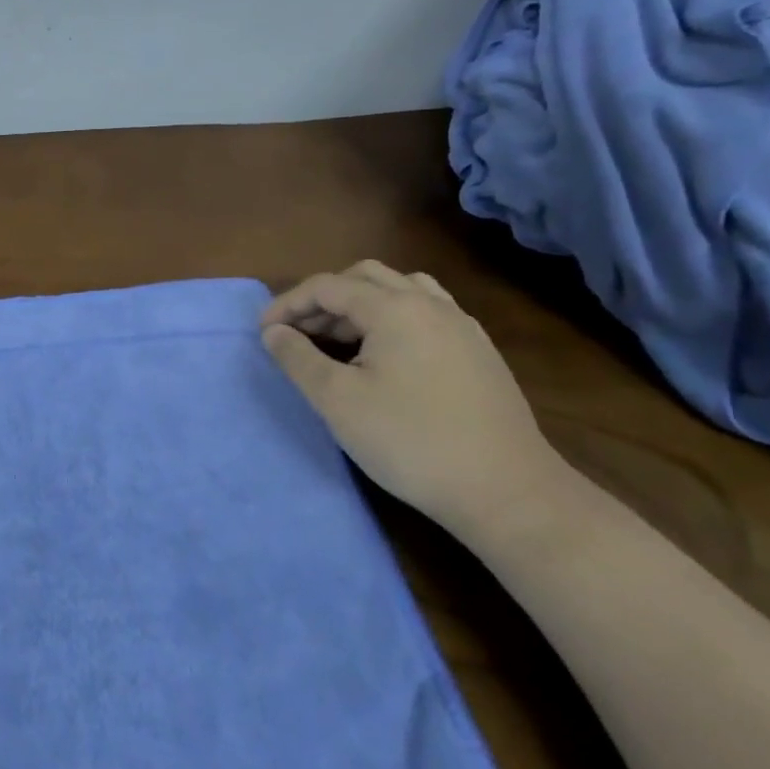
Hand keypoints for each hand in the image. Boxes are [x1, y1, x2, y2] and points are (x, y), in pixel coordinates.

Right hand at [261, 260, 566, 533]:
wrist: (505, 491)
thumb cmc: (410, 441)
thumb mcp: (337, 401)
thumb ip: (298, 359)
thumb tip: (273, 333)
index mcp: (394, 308)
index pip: (327, 286)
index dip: (289, 304)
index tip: (263, 333)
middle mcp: (430, 304)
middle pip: (365, 277)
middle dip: (324, 298)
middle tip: (300, 332)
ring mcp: (461, 326)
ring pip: (401, 289)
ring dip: (361, 303)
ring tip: (341, 337)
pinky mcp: (479, 352)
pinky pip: (427, 311)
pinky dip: (393, 317)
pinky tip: (386, 354)